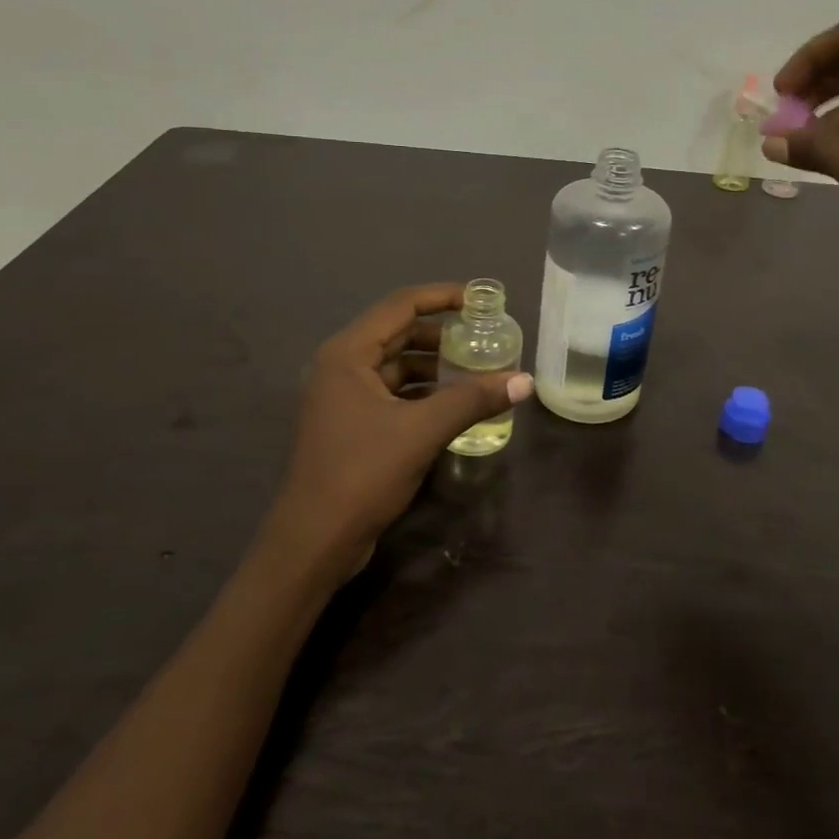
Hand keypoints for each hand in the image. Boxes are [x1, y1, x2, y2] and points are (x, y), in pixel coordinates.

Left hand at [264, 284, 533, 580]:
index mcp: (348, 354)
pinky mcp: (351, 424)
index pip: (401, 306)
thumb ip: (473, 400)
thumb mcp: (422, 431)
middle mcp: (342, 366)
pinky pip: (394, 393)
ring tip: (477, 370)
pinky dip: (424, 392)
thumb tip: (524, 381)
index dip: (442, 296)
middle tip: (484, 337)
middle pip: (399, 333)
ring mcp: (344, 397)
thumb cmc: (362, 474)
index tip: (480, 299)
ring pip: (398, 366)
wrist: (314, 542)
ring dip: (435, 366)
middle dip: (443, 334)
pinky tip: (454, 403)